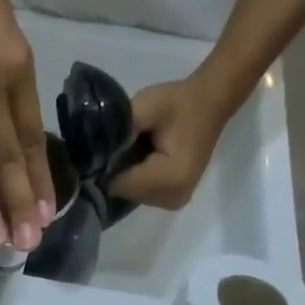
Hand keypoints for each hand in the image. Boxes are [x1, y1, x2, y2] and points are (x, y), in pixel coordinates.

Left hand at [107, 73, 234, 210]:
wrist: (210, 104)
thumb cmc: (179, 103)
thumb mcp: (147, 105)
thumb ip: (120, 129)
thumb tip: (94, 151)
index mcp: (170, 178)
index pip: (120, 184)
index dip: (107, 165)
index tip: (105, 147)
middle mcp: (173, 198)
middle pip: (125, 192)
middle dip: (117, 171)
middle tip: (124, 144)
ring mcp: (174, 202)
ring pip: (131, 194)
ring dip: (127, 175)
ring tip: (135, 149)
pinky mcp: (173, 200)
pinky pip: (142, 193)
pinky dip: (136, 179)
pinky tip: (142, 160)